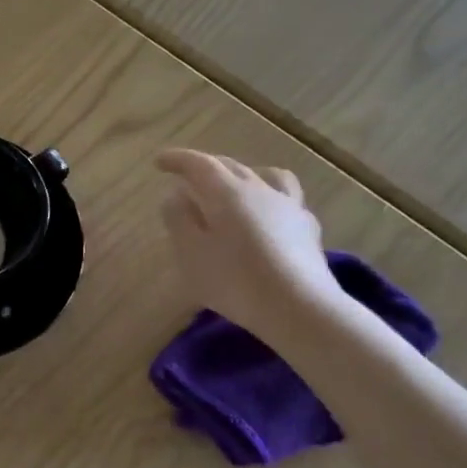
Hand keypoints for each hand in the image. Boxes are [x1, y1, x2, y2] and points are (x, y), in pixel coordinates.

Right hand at [155, 149, 340, 341]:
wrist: (300, 308)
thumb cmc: (235, 280)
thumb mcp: (191, 252)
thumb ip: (178, 219)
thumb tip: (176, 195)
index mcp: (227, 193)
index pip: (199, 164)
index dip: (178, 160)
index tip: (159, 162)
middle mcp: (259, 191)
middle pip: (231, 166)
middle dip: (205, 167)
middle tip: (187, 176)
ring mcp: (289, 207)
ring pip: (266, 176)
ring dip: (244, 175)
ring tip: (234, 186)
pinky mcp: (307, 229)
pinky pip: (286, 200)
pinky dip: (269, 199)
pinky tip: (267, 216)